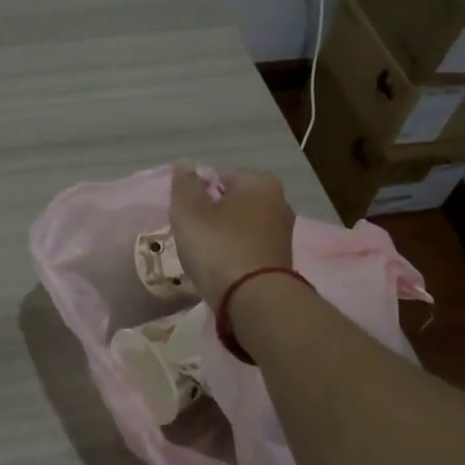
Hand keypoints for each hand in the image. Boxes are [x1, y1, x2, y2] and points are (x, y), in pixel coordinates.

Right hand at [169, 164, 294, 303]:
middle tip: (189, 233)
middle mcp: (279, 202)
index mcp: (260, 182)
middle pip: (231, 200)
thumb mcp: (189, 211)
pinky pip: (247, 247)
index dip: (195, 192)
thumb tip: (186, 164)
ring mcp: (282, 233)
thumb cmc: (219, 247)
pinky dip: (232, 253)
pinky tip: (219, 268)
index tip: (182, 214)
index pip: (218, 175)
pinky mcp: (280, 260)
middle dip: (210, 213)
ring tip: (202, 254)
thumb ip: (185, 184)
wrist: (254, 300)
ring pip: (239, 225)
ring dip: (221, 235)